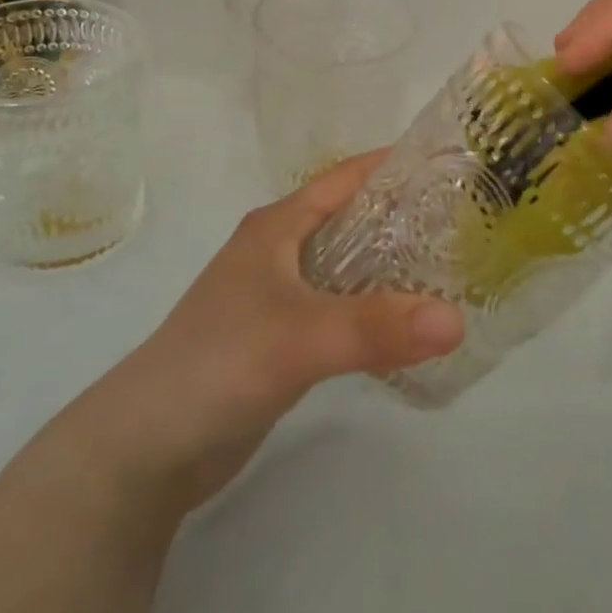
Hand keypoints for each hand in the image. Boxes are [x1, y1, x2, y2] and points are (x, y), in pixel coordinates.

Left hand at [66, 155, 464, 518]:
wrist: (144, 449)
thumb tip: (457, 321)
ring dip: (393, 265)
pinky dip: (375, 308)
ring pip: (349, 266)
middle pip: (353, 219)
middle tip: (467, 222)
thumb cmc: (217, 364)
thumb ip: (376, 327)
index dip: (394, 165)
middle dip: (405, 217)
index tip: (451, 164)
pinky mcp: (282, 338)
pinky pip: (341, 308)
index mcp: (278, 226)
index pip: (346, 177)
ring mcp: (279, 296)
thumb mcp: (300, 337)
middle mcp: (280, 251)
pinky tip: (409, 323)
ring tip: (452, 268)